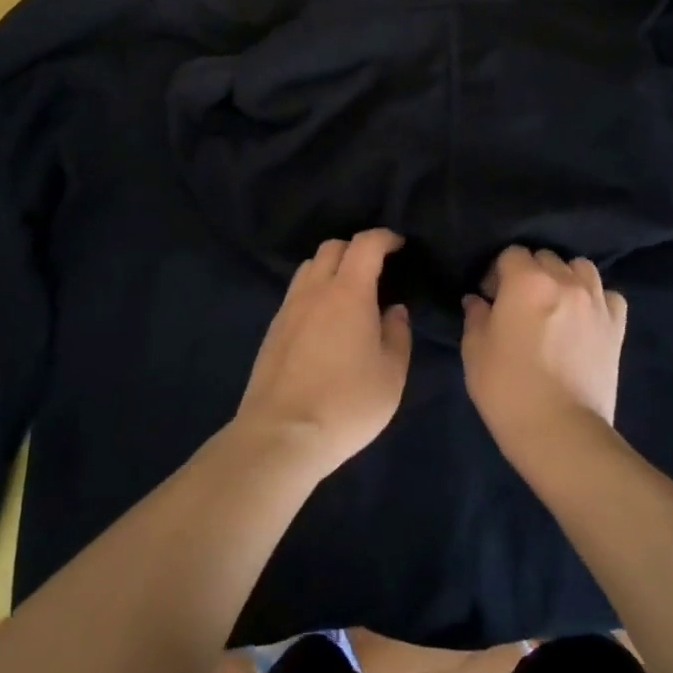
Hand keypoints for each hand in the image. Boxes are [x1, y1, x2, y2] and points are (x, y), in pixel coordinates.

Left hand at [234, 229, 411, 474]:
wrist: (282, 435)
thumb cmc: (346, 403)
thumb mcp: (391, 375)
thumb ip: (398, 334)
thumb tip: (393, 311)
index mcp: (348, 292)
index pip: (366, 244)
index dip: (384, 238)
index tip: (399, 245)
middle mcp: (315, 290)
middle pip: (333, 247)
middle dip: (356, 249)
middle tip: (376, 270)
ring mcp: (289, 308)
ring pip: (309, 267)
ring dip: (331, 267)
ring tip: (348, 292)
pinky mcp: (272, 330)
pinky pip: (296, 292)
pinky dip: (314, 290)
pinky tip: (324, 319)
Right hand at [462, 247, 626, 465]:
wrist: (561, 433)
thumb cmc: (508, 390)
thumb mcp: (475, 352)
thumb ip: (476, 317)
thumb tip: (477, 300)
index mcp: (526, 281)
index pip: (510, 254)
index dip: (497, 272)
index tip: (490, 297)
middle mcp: (564, 281)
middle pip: (546, 257)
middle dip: (530, 273)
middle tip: (520, 303)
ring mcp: (595, 302)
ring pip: (580, 268)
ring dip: (565, 278)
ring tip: (555, 304)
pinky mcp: (616, 327)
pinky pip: (608, 296)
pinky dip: (596, 300)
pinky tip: (585, 317)